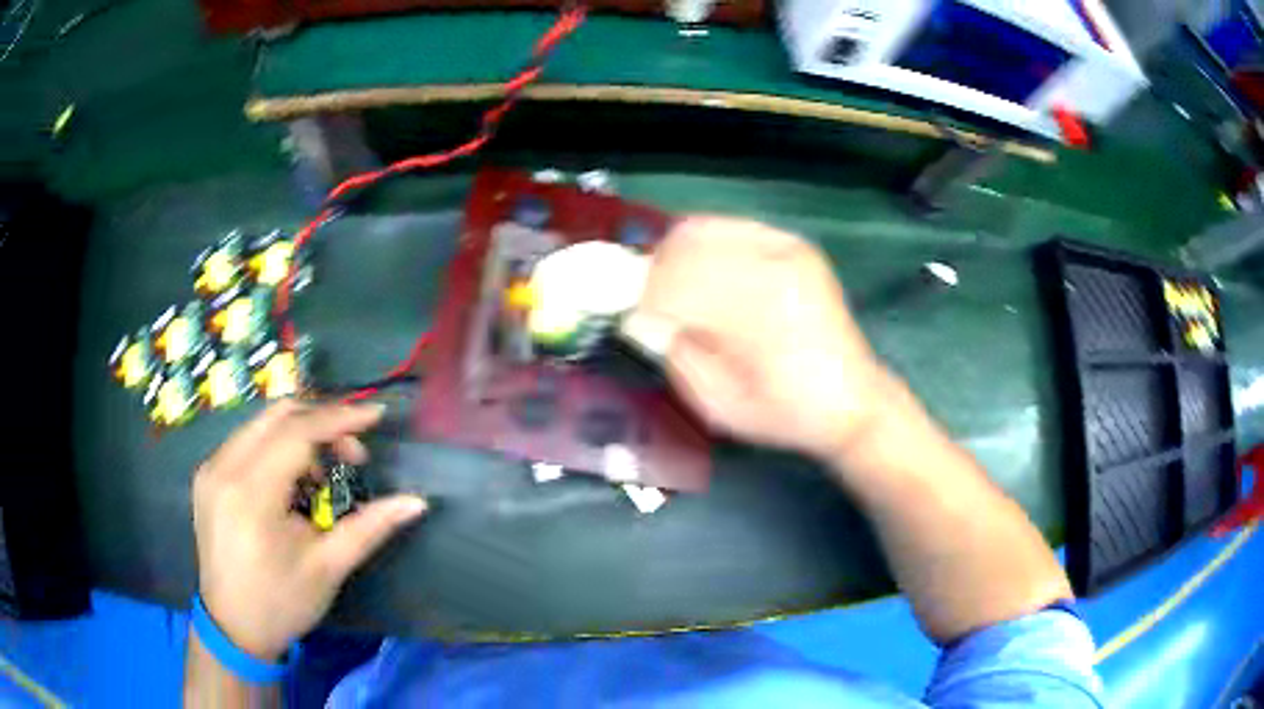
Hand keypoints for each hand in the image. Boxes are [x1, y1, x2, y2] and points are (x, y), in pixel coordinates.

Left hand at [191, 401, 426, 659]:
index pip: (298, 432)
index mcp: (251, 492)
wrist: (233, 628)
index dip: (340, 418)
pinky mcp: (207, 477)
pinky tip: (291, 481)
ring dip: (299, 435)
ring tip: (322, 474)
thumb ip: (370, 527)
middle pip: (277, 416)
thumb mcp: (328, 568)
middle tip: (352, 454)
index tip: (377, 415)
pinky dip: (277, 447)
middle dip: (322, 422)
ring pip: (260, 424)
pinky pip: (246, 441)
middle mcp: (224, 467)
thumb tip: (416, 502)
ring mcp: (210, 469)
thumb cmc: (282, 602)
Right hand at [624, 217, 889, 460]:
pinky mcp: (794, 245)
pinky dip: (704, 244)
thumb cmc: (783, 413)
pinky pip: (730, 227)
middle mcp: (771, 266)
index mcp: (754, 311)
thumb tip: (637, 315)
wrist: (852, 400)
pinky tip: (705, 272)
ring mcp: (786, 249)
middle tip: (647, 304)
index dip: (641, 298)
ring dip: (675, 257)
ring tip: (674, 289)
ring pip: (702, 230)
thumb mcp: (718, 403)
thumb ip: (674, 353)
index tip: (629, 319)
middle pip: (682, 247)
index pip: (671, 283)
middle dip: (654, 274)